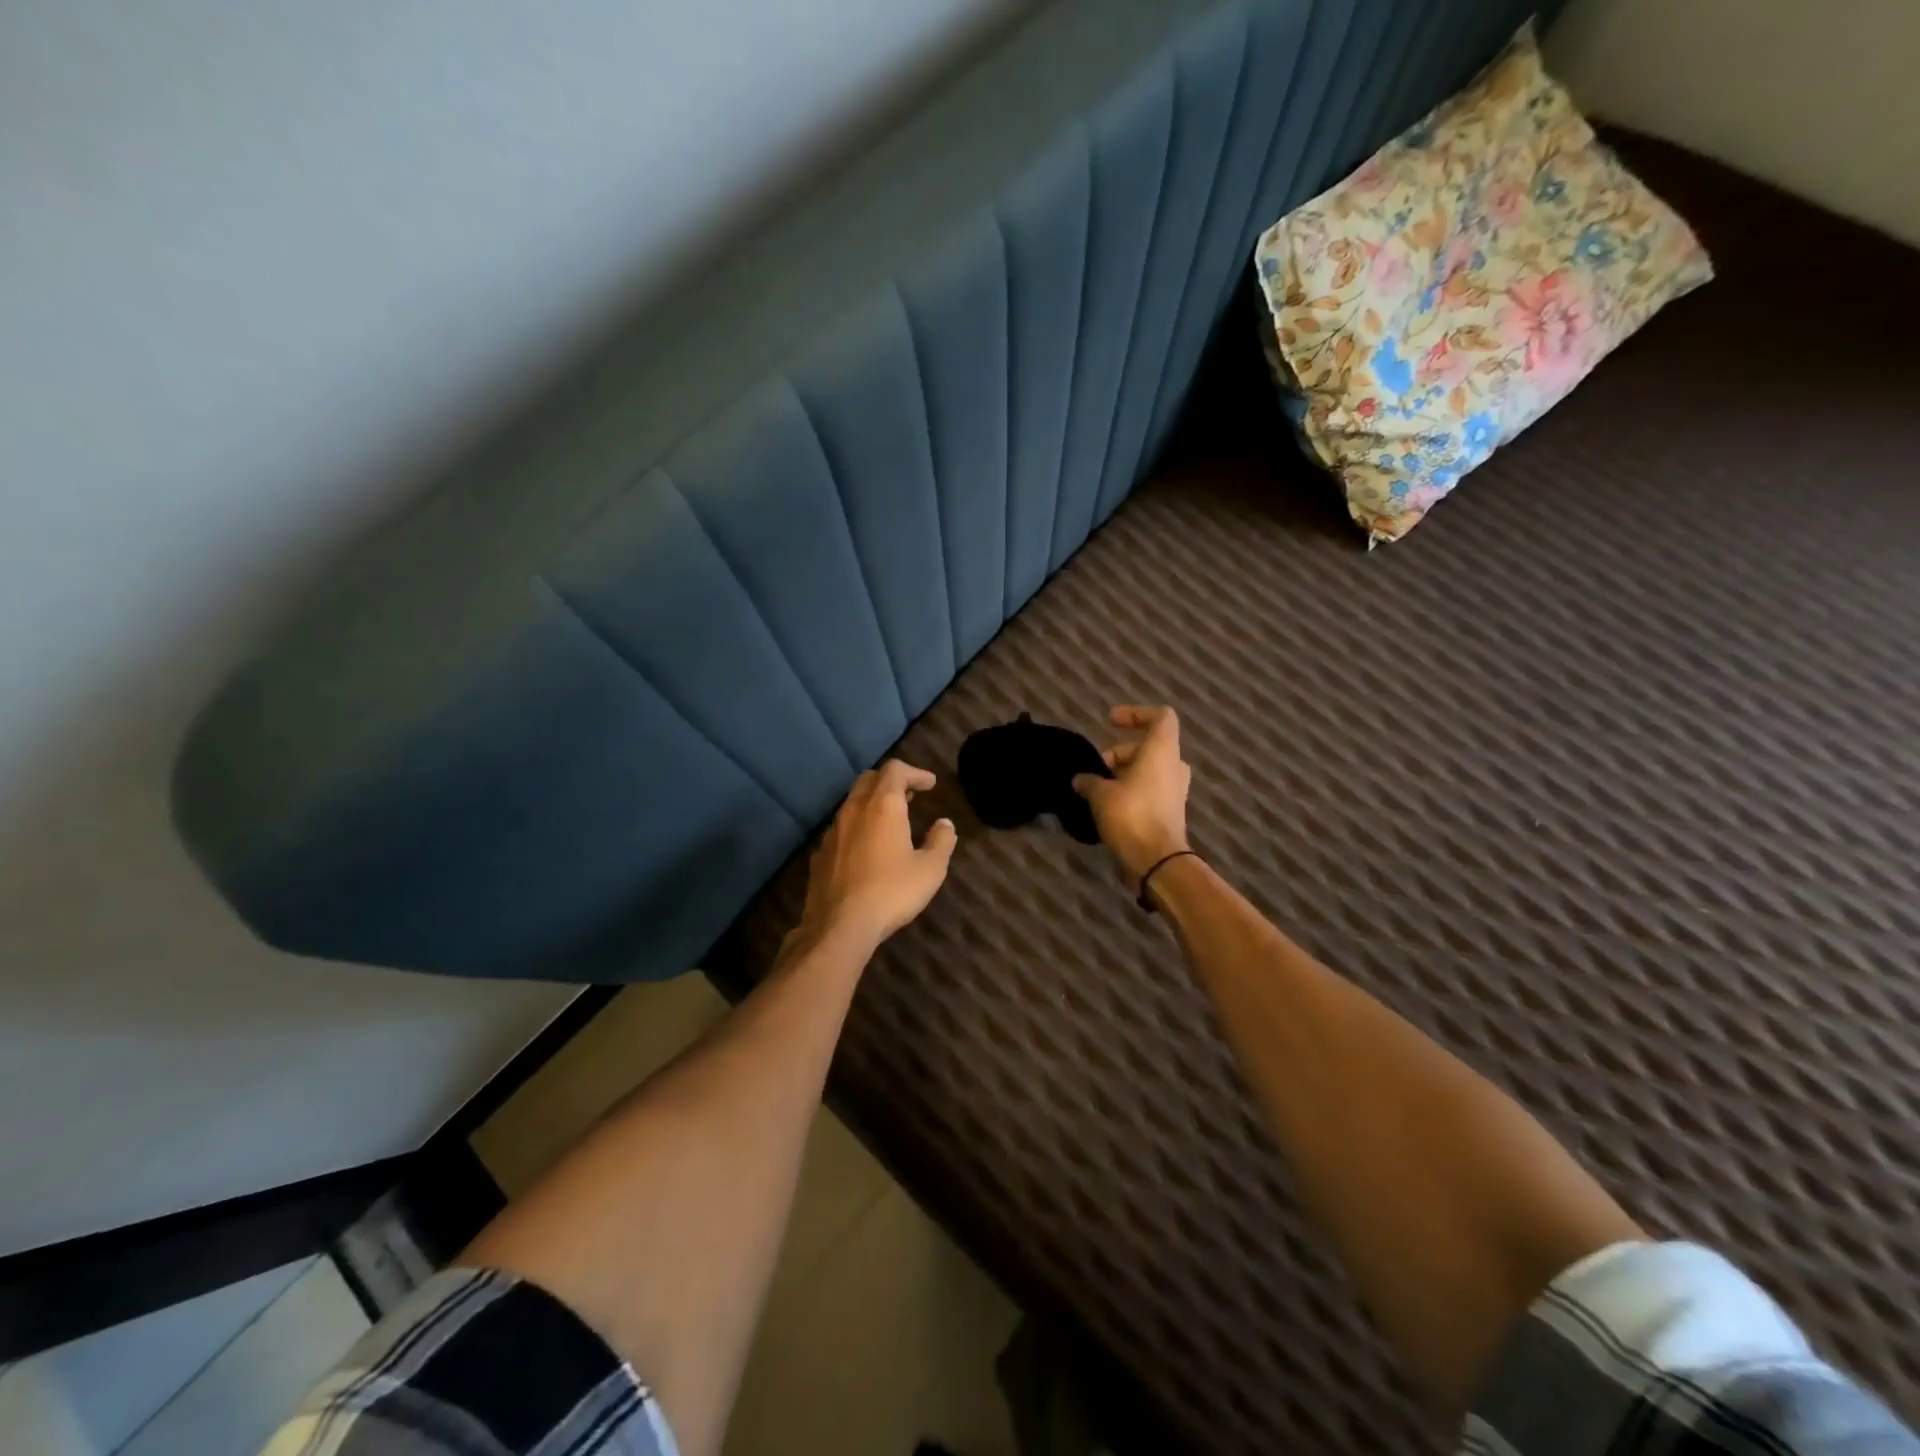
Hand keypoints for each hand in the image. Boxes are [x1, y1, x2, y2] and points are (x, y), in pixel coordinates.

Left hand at [795, 759, 957, 951]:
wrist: (838, 926)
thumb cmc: (891, 892)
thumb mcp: (930, 869)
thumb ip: (941, 841)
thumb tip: (945, 824)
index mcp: (882, 806)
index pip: (895, 770)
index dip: (915, 772)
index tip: (930, 784)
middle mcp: (853, 810)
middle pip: (869, 779)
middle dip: (891, 782)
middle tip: (910, 796)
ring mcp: (832, 832)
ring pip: (852, 803)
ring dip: (872, 804)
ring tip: (890, 822)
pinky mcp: (819, 854)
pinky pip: (840, 828)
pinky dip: (857, 827)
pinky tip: (866, 849)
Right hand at [1072, 705, 1191, 887]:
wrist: (1158, 861)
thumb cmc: (1131, 816)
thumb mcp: (1101, 795)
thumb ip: (1089, 781)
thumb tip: (1080, 779)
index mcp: (1161, 752)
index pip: (1160, 717)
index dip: (1136, 713)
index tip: (1110, 721)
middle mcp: (1173, 767)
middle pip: (1147, 746)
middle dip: (1119, 753)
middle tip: (1096, 768)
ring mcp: (1174, 790)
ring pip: (1147, 770)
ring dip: (1123, 774)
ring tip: (1097, 789)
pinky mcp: (1169, 812)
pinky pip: (1148, 791)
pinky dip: (1129, 791)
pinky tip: (1106, 806)